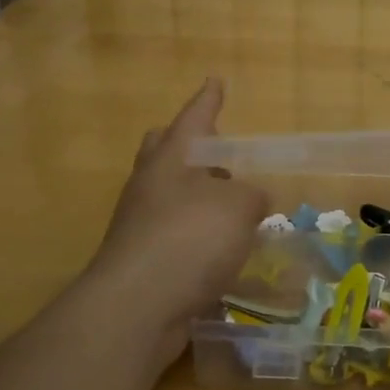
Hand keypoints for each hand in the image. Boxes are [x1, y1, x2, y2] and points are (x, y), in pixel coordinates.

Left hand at [82, 78, 268, 364]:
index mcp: (171, 159)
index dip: (208, 100)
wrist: (136, 308)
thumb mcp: (238, 208)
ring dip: (197, 194)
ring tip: (233, 205)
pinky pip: (173, 233)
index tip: (215, 81)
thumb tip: (253, 199)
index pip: (194, 118)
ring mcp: (139, 223)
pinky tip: (220, 249)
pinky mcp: (141, 260)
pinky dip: (196, 233)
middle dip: (189, 146)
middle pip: (165, 151)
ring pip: (168, 194)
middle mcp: (150, 185)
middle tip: (217, 151)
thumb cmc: (189, 239)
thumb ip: (252, 196)